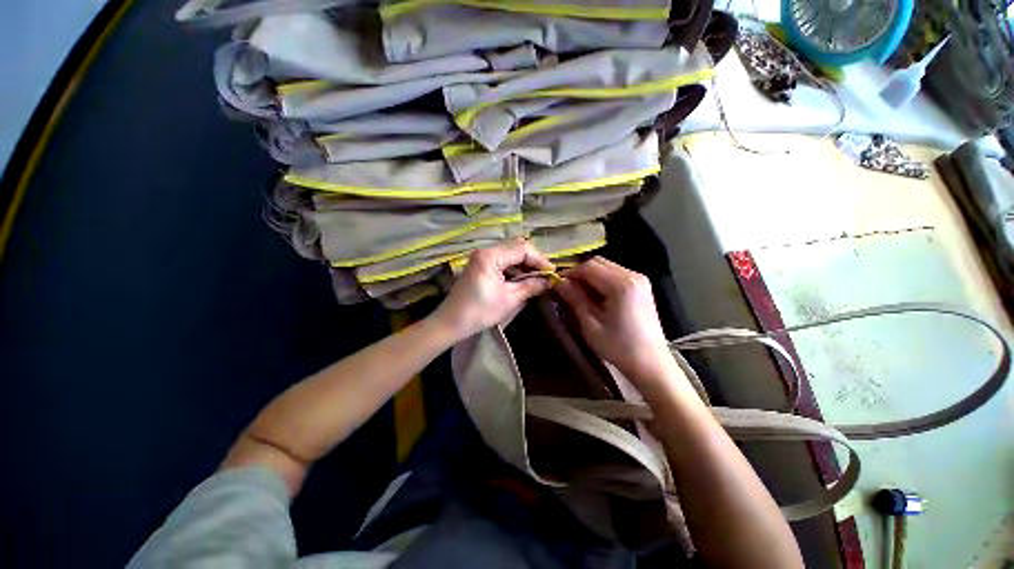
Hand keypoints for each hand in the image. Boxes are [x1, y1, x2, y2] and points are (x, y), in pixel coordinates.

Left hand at [430, 240, 554, 341]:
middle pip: (516, 247)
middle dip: (533, 260)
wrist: (451, 322)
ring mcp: (481, 257)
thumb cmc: (480, 312)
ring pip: (510, 253)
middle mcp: (485, 251)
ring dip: (524, 264)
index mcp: (491, 256)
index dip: (540, 260)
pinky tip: (522, 278)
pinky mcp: (480, 264)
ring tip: (537, 278)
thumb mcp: (509, 299)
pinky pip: (502, 260)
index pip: (522, 249)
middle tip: (546, 275)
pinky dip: (514, 268)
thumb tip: (550, 281)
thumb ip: (531, 286)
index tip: (552, 273)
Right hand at [555, 257, 675, 386]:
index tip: (557, 283)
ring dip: (591, 276)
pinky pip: (616, 274)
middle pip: (598, 262)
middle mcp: (633, 275)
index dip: (570, 273)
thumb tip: (559, 282)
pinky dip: (602, 280)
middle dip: (580, 273)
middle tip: (568, 289)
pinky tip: (597, 296)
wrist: (651, 364)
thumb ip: (575, 298)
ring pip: (607, 267)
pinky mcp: (641, 287)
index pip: (589, 267)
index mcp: (621, 284)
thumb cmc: (619, 347)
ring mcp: (640, 280)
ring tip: (580, 294)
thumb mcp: (591, 324)